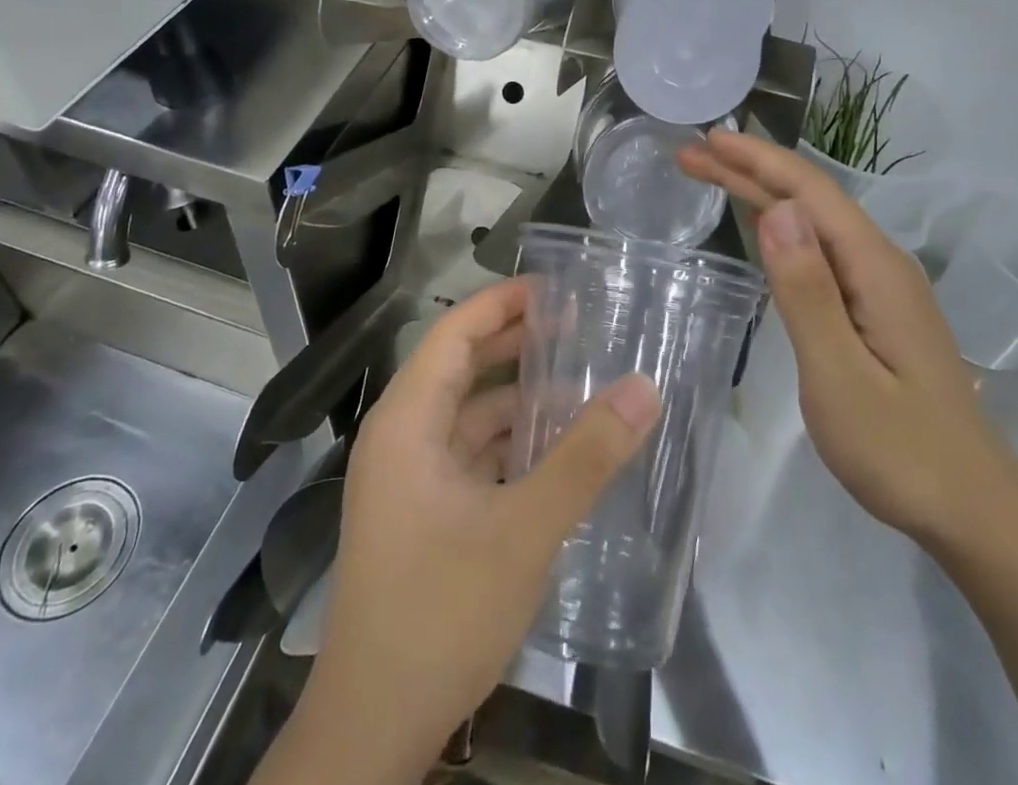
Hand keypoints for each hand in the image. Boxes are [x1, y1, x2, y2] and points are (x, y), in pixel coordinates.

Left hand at [264, 279, 660, 784]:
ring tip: (582, 381)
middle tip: (580, 325)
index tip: (555, 288)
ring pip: (470, 416)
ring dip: (520, 398)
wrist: (373, 730)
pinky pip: (473, 456)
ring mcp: (410, 479)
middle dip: (517, 344)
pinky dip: (512, 443)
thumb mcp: (522, 531)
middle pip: (462, 368)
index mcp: (407, 421)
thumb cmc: (438, 613)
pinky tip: (558, 448)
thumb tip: (644, 389)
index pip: (453, 333)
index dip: (501, 303)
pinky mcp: (425, 514)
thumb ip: (585, 457)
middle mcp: (402, 437)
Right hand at [678, 130, 1017, 549]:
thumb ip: (806, 291)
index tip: (707, 139)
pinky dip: (781, 228)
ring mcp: (881, 287)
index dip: (757, 160)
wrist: (975, 512)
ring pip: (813, 223)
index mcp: (874, 267)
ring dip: (761, 194)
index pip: (810, 191)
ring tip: (712, 175)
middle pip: (809, 200)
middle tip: (690, 156)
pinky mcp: (875, 310)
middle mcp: (880, 263)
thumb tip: (776, 209)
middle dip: (749, 171)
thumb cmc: (901, 450)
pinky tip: (763, 223)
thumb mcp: (840, 375)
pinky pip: (820, 250)